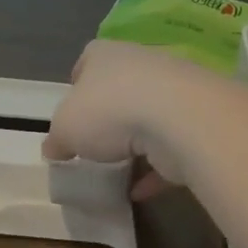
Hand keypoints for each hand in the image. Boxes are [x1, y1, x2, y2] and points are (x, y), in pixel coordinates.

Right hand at [44, 40, 223, 199]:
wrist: (179, 119)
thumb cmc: (110, 111)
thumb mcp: (65, 129)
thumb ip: (57, 139)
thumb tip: (54, 149)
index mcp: (105, 55)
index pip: (87, 60)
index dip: (77, 85)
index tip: (71, 111)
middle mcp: (140, 64)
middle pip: (119, 88)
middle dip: (108, 114)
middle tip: (93, 142)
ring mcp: (173, 91)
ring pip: (148, 116)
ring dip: (135, 142)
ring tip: (117, 168)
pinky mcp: (194, 121)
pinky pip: (169, 147)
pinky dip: (155, 169)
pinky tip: (139, 191)